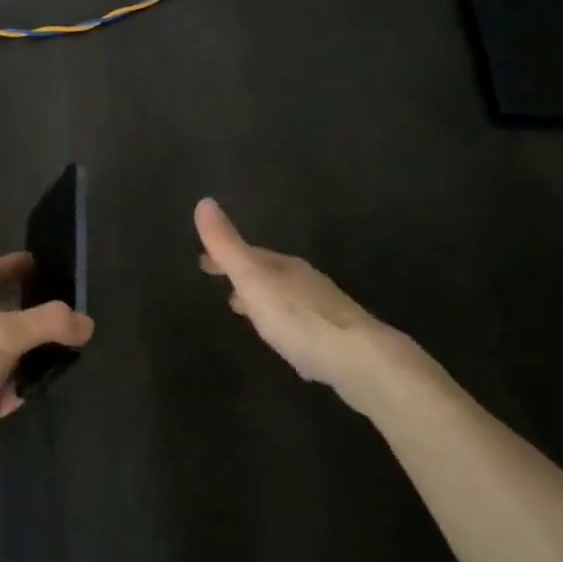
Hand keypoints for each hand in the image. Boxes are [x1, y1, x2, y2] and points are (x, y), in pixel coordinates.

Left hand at [0, 252, 93, 482]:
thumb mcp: (3, 336)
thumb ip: (48, 323)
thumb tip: (86, 322)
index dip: (14, 267)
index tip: (42, 264)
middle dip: (25, 315)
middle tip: (60, 314)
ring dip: (20, 354)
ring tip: (56, 353)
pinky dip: (8, 386)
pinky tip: (31, 389)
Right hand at [195, 198, 422, 411]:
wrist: (360, 359)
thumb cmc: (298, 317)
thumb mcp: (253, 279)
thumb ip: (228, 245)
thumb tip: (204, 201)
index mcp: (283, 266)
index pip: (248, 254)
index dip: (224, 257)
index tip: (203, 263)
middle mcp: (306, 282)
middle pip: (269, 276)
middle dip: (246, 280)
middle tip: (225, 290)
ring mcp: (326, 311)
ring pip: (288, 301)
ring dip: (267, 305)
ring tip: (250, 316)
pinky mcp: (339, 341)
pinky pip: (306, 329)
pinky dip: (289, 331)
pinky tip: (288, 349)